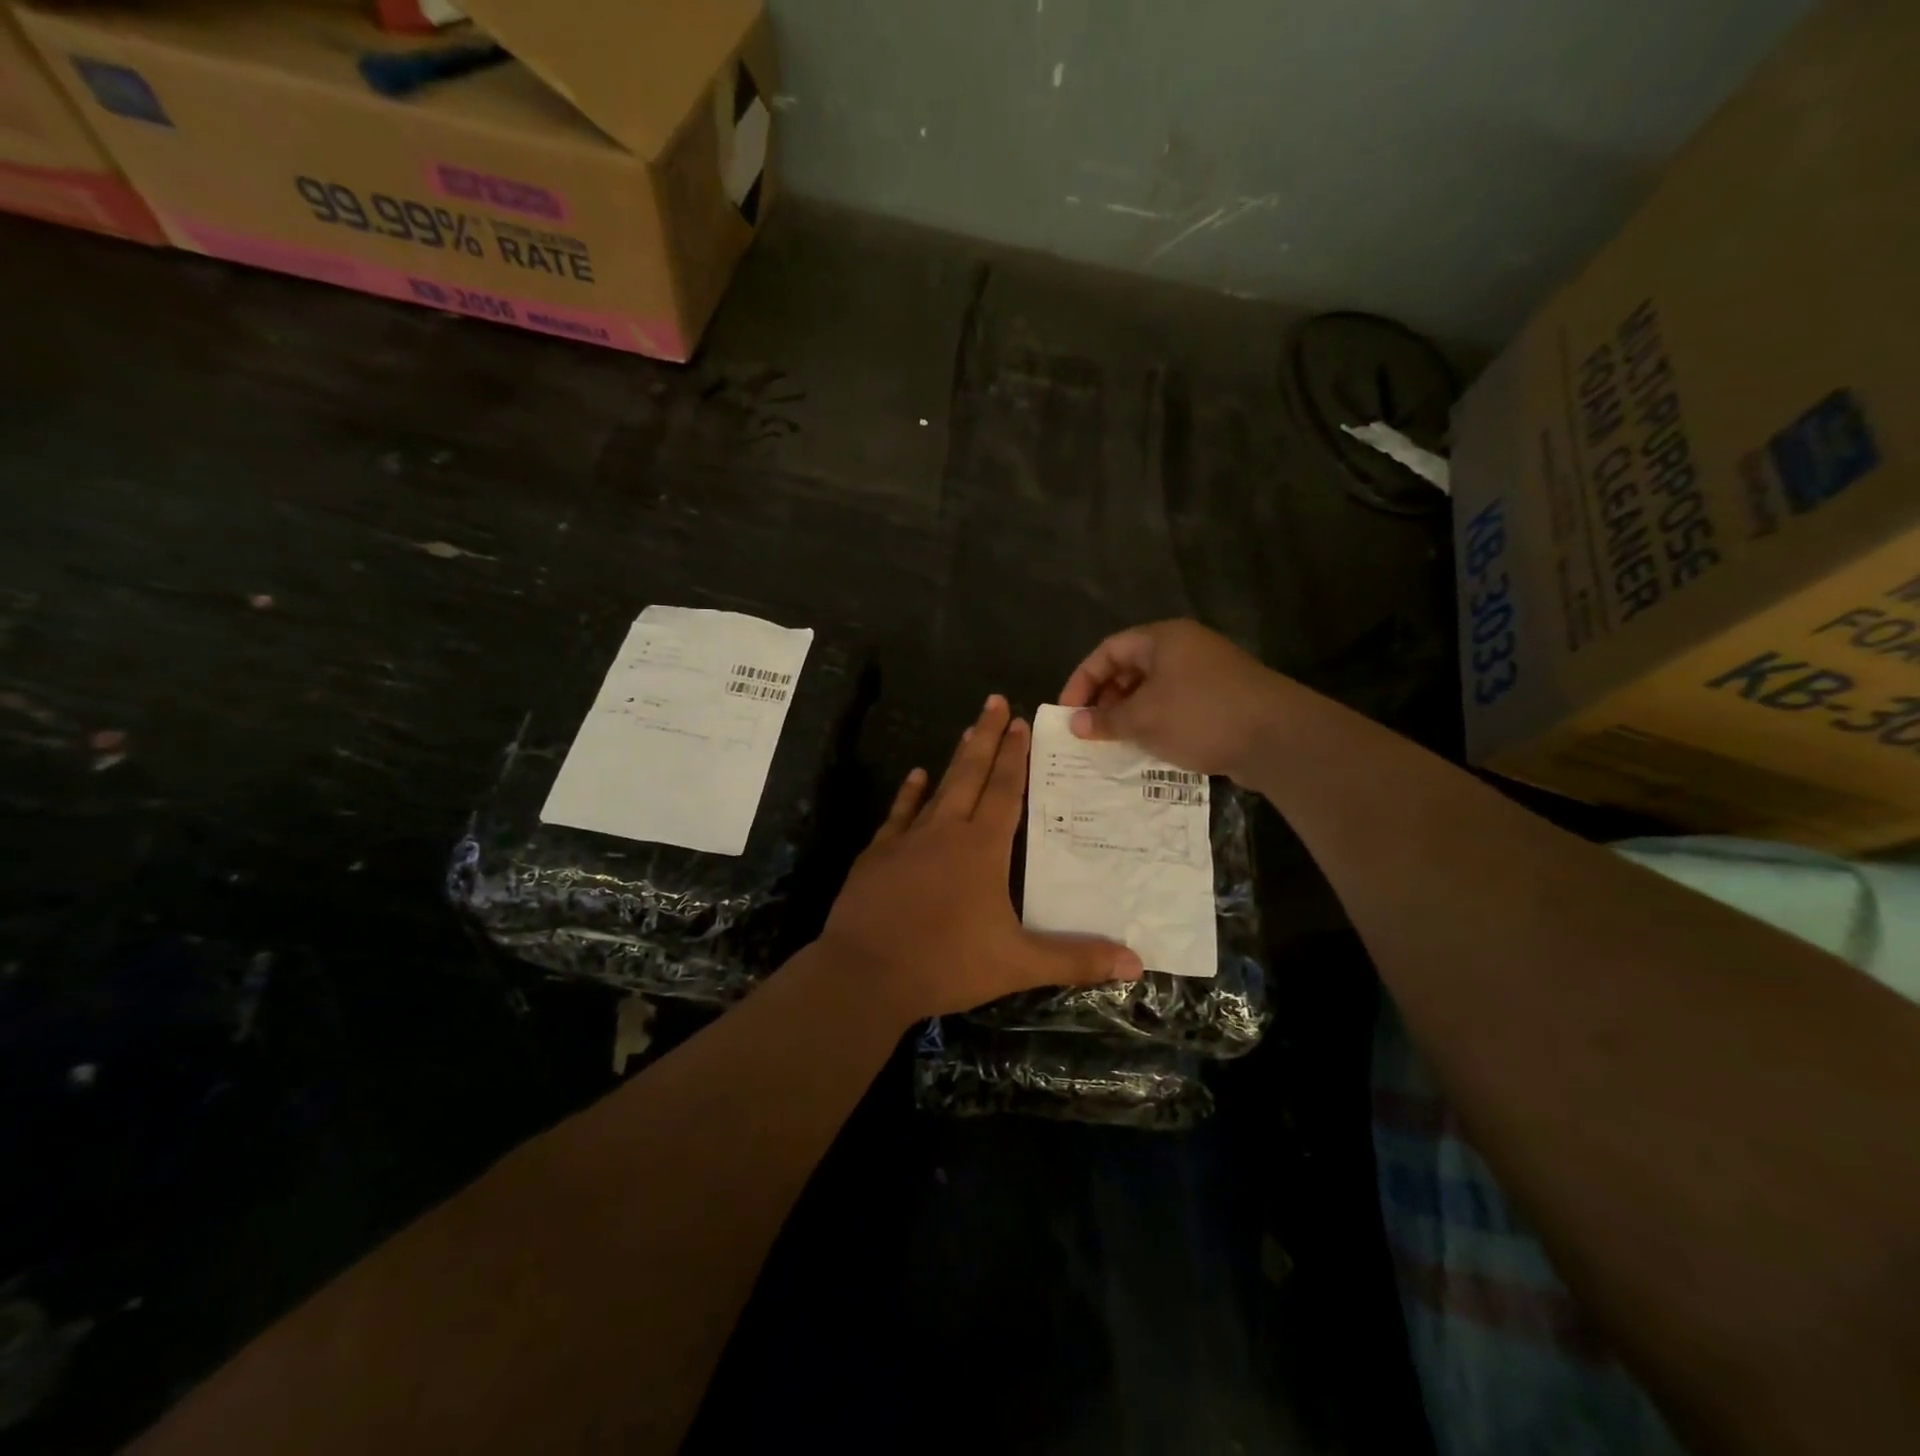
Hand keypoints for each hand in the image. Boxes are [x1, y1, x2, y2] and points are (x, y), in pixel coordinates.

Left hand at [819, 696, 1143, 1027]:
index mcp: (982, 849)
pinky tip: (915, 777)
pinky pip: (899, 814)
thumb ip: (1075, 959)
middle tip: (994, 701)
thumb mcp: (1017, 965)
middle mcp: (945, 832)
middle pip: (971, 774)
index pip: (1005, 791)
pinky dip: (909, 794)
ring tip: (967, 730)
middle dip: (986, 737)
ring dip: (955, 760)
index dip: (1014, 757)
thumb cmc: (946, 963)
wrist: (865, 973)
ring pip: (938, 788)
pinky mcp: (877, 855)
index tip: (1020, 721)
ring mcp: (907, 840)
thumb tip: (1136, 963)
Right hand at [1059, 619, 1293, 778]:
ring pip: (1154, 688)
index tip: (1068, 711)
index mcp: (1163, 639)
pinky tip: (1149, 746)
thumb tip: (1075, 724)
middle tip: (1091, 728)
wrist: (1277, 737)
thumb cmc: (1200, 716)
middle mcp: (1184, 648)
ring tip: (1115, 741)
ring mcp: (1207, 672)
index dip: (1082, 679)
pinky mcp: (1222, 698)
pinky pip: (1176, 704)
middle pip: (1131, 667)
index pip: (1108, 650)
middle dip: (1106, 698)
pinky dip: (1157, 721)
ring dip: (1130, 713)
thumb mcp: (1144, 719)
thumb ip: (1106, 720)